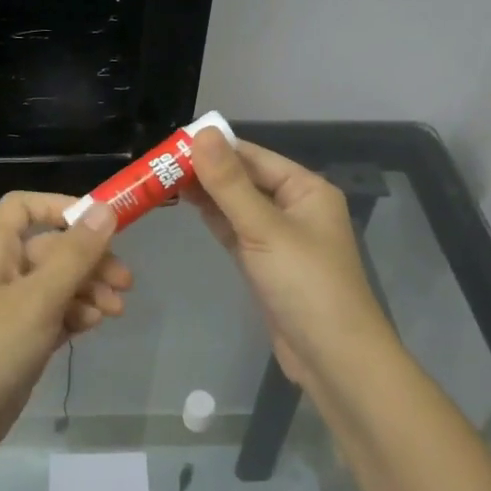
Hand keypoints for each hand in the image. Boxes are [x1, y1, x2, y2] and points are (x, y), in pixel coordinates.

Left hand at [0, 193, 126, 468]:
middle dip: (89, 260)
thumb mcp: (39, 299)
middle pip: (50, 248)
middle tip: (126, 282)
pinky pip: (51, 314)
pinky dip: (74, 315)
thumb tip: (104, 209)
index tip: (100, 224)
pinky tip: (94, 326)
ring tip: (116, 311)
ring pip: (55, 284)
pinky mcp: (16, 341)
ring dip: (88, 290)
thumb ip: (75, 255)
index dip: (61, 207)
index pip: (23, 207)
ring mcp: (7, 309)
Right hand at [187, 130, 391, 388]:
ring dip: (206, 194)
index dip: (214, 147)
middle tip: (157, 163)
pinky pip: (236, 230)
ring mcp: (280, 237)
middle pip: (244, 179)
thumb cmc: (305, 284)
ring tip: (162, 180)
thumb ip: (229, 183)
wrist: (333, 358)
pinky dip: (214, 219)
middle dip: (205, 171)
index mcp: (306, 189)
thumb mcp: (264, 228)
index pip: (252, 156)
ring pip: (237, 205)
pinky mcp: (266, 263)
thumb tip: (203, 132)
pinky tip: (186, 206)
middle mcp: (295, 206)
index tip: (171, 142)